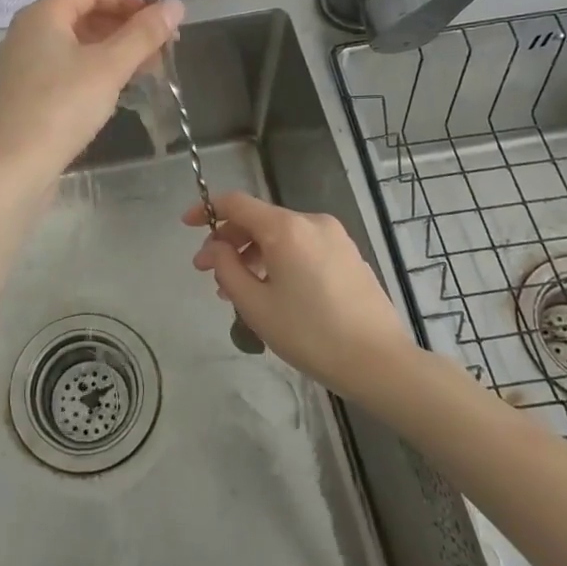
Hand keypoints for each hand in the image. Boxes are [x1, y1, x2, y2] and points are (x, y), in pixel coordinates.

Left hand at [0, 0, 183, 182]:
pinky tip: (117, 87)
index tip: (158, 19)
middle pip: (83, 13)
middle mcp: (27, 31)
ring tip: (147, 69)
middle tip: (160, 47)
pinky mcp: (25, 91)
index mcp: (41, 14)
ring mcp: (23, 63)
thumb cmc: (64, 106)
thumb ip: (144, 34)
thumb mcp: (110, 67)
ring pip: (75, 43)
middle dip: (125, 26)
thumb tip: (176, 6)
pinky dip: (94, 68)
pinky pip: (65, 66)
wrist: (17, 164)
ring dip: (113, 49)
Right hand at [185, 192, 415, 398]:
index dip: (207, 210)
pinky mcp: (349, 255)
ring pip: (281, 235)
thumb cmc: (310, 334)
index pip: (236, 203)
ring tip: (238, 290)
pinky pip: (302, 247)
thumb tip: (217, 248)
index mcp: (286, 228)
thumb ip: (227, 268)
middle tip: (209, 273)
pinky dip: (280, 260)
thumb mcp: (256, 305)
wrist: (379, 362)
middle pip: (259, 219)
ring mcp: (335, 237)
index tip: (187, 226)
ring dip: (253, 254)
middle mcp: (311, 222)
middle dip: (229, 242)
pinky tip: (273, 291)